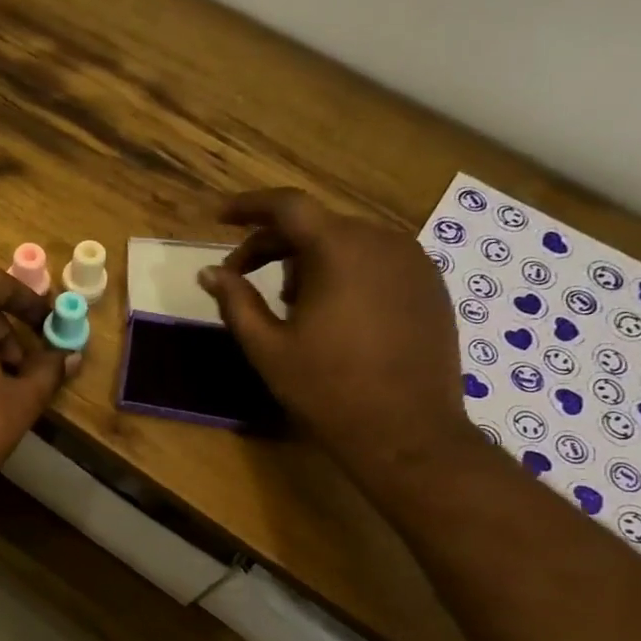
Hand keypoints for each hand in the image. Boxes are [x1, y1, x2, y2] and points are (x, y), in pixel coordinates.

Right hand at [199, 189, 475, 484]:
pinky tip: (333, 313)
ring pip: (347, 242)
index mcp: (339, 250)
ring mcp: (413, 262)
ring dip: (309, 260)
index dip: (248, 206)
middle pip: (316, 224)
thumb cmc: (328, 390)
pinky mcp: (430, 286)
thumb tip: (210, 273)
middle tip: (242, 276)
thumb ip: (236, 302)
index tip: (219, 218)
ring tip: (289, 304)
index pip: (287, 206)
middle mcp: (382, 241)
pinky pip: (376, 261)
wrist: (408, 434)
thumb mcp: (268, 348)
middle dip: (273, 244)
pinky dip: (345, 272)